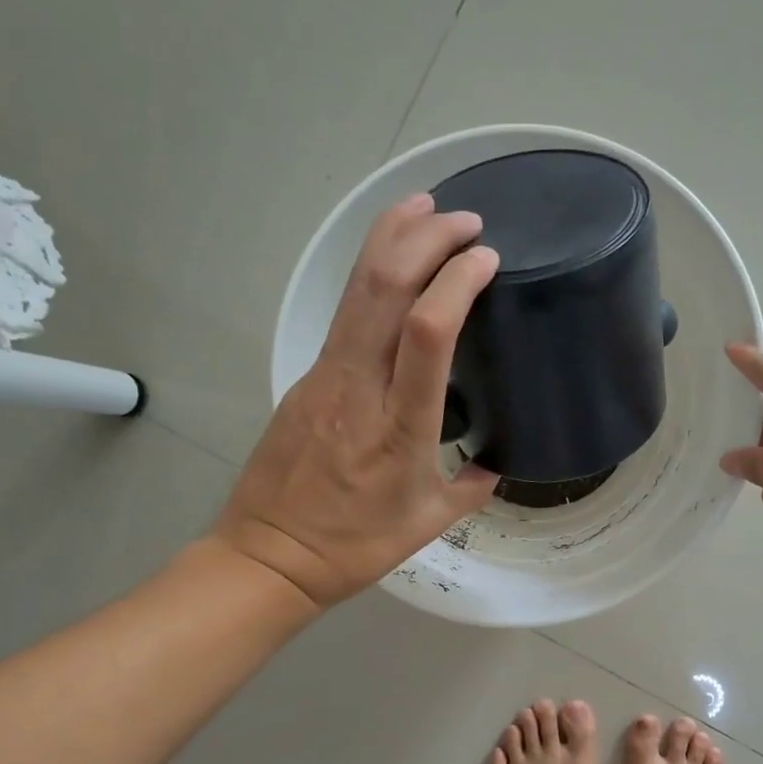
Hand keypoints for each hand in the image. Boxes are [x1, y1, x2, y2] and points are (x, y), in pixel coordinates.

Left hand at [213, 194, 500, 609]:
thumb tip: (492, 466)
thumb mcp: (428, 523)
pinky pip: (344, 314)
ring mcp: (326, 376)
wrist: (270, 555)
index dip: (457, 282)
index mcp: (400, 426)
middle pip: (385, 288)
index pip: (429, 332)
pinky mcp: (306, 377)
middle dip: (427, 238)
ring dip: (391, 238)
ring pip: (356, 290)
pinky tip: (391, 264)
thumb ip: (469, 489)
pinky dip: (371, 276)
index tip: (487, 259)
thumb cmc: (355, 546)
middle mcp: (360, 387)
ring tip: (425, 208)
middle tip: (466, 220)